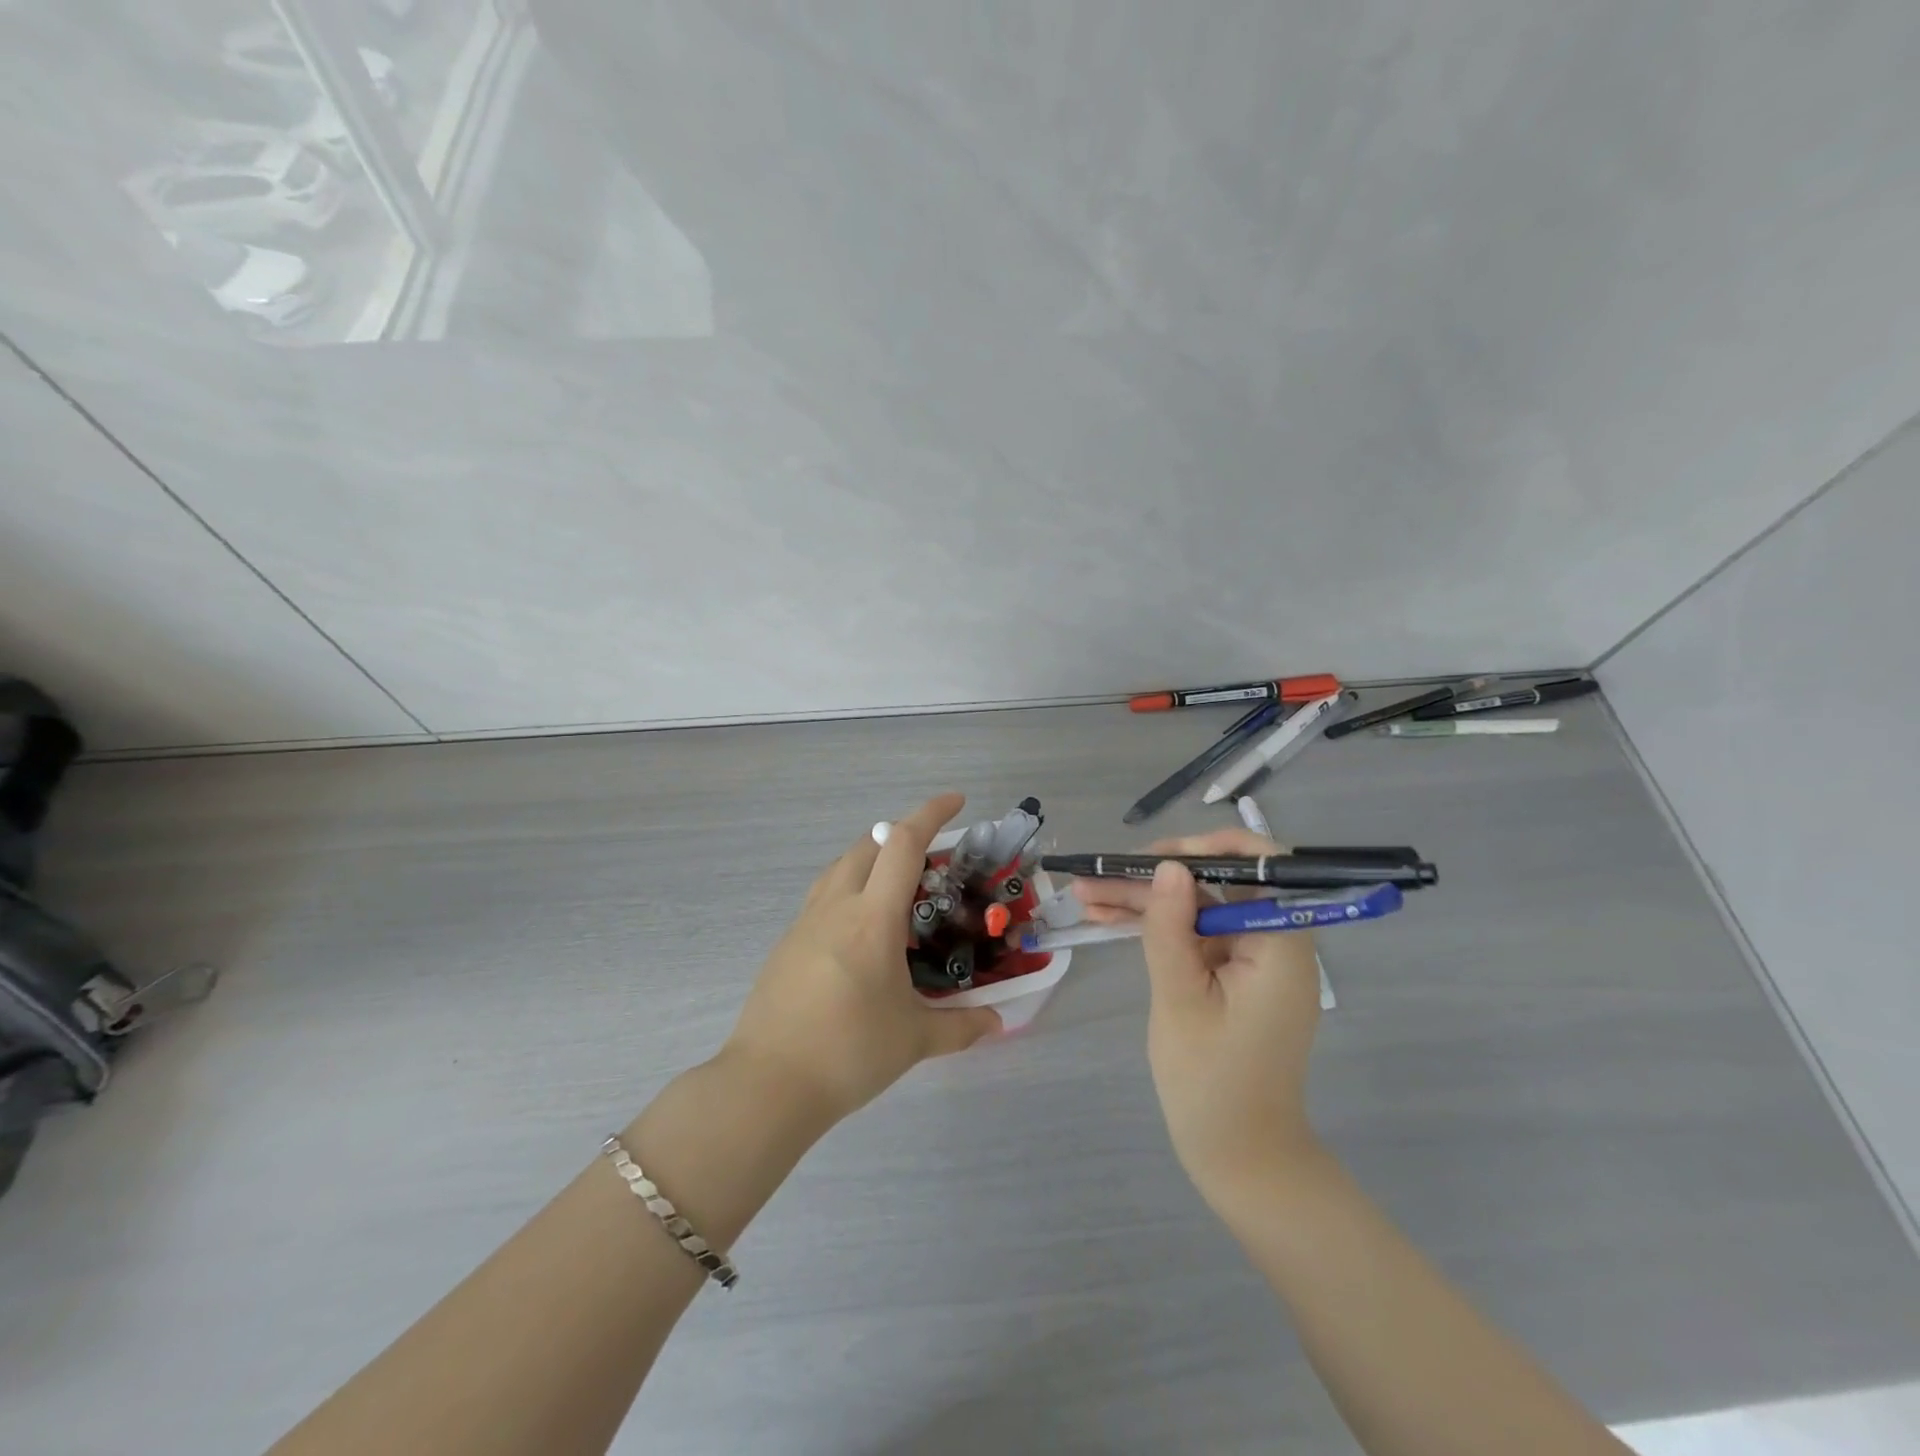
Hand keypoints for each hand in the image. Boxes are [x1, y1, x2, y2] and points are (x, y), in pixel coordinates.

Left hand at [721, 793, 1001, 1125]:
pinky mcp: (787, 943)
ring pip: (840, 866)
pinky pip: (823, 895)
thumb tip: (998, 1023)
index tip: (956, 802)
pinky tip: (861, 929)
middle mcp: (836, 906)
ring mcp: (805, 922)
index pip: (903, 844)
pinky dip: (850, 888)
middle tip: (932, 857)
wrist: (768, 1084)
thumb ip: (961, 1026)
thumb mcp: (913, 1040)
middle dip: (901, 834)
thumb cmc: (847, 1053)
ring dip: (871, 858)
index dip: (931, 814)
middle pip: (868, 844)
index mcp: (872, 918)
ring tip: (898, 887)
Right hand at [1074, 828, 1323, 1206]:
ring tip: (1085, 893)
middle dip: (1156, 877)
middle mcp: (1273, 941)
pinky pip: (1194, 935)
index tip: (1159, 856)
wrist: (1238, 1157)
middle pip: (1216, 885)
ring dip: (1144, 900)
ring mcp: (1251, 959)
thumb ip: (1172, 928)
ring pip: (1196, 907)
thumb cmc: (1211, 1082)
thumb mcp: (1180, 1000)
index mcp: (1280, 944)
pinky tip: (1106, 917)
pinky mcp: (1231, 975)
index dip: (1210, 848)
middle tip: (1099, 875)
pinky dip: (1155, 927)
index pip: (1262, 867)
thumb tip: (1169, 866)